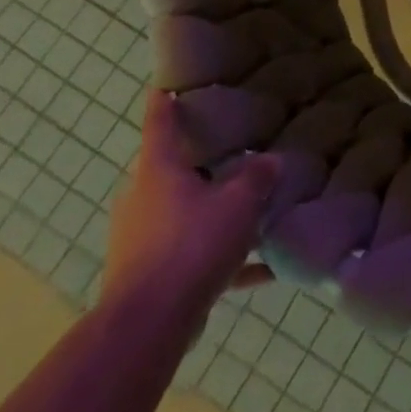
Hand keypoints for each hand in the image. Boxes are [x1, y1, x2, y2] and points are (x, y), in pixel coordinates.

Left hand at [101, 90, 276, 327]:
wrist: (148, 325)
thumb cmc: (190, 246)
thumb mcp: (238, 204)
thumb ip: (257, 178)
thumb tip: (270, 160)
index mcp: (158, 170)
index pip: (160, 123)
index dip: (164, 102)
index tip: (164, 86)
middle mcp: (142, 199)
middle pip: (169, 170)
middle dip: (198, 163)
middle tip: (230, 150)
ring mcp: (140, 239)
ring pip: (181, 213)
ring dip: (212, 211)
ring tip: (251, 211)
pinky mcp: (149, 276)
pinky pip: (192, 257)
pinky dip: (223, 259)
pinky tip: (263, 271)